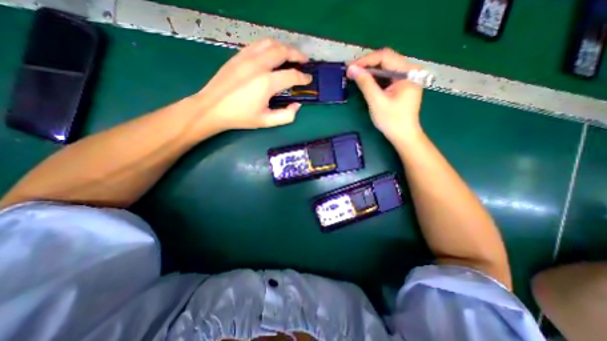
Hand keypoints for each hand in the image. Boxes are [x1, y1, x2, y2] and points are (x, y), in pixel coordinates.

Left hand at [193, 37, 309, 131]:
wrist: (212, 107)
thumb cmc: (241, 117)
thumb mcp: (266, 121)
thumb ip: (286, 115)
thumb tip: (296, 105)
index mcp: (267, 83)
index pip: (292, 75)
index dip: (303, 77)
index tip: (308, 80)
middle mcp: (259, 65)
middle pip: (283, 51)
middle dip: (297, 55)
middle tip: (304, 61)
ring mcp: (247, 57)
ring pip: (271, 43)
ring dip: (284, 47)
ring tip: (290, 55)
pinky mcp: (238, 55)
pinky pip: (258, 44)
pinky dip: (269, 46)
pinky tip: (272, 54)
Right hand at [349, 47, 423, 143]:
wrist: (404, 135)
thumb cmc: (391, 120)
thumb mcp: (377, 101)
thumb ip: (365, 83)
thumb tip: (351, 69)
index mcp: (408, 72)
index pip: (385, 56)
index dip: (365, 60)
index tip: (350, 68)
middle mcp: (410, 70)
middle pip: (386, 60)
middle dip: (367, 65)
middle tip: (351, 72)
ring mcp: (407, 77)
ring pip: (385, 68)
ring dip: (370, 71)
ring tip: (355, 77)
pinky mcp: (402, 85)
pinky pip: (387, 76)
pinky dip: (375, 78)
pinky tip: (366, 82)